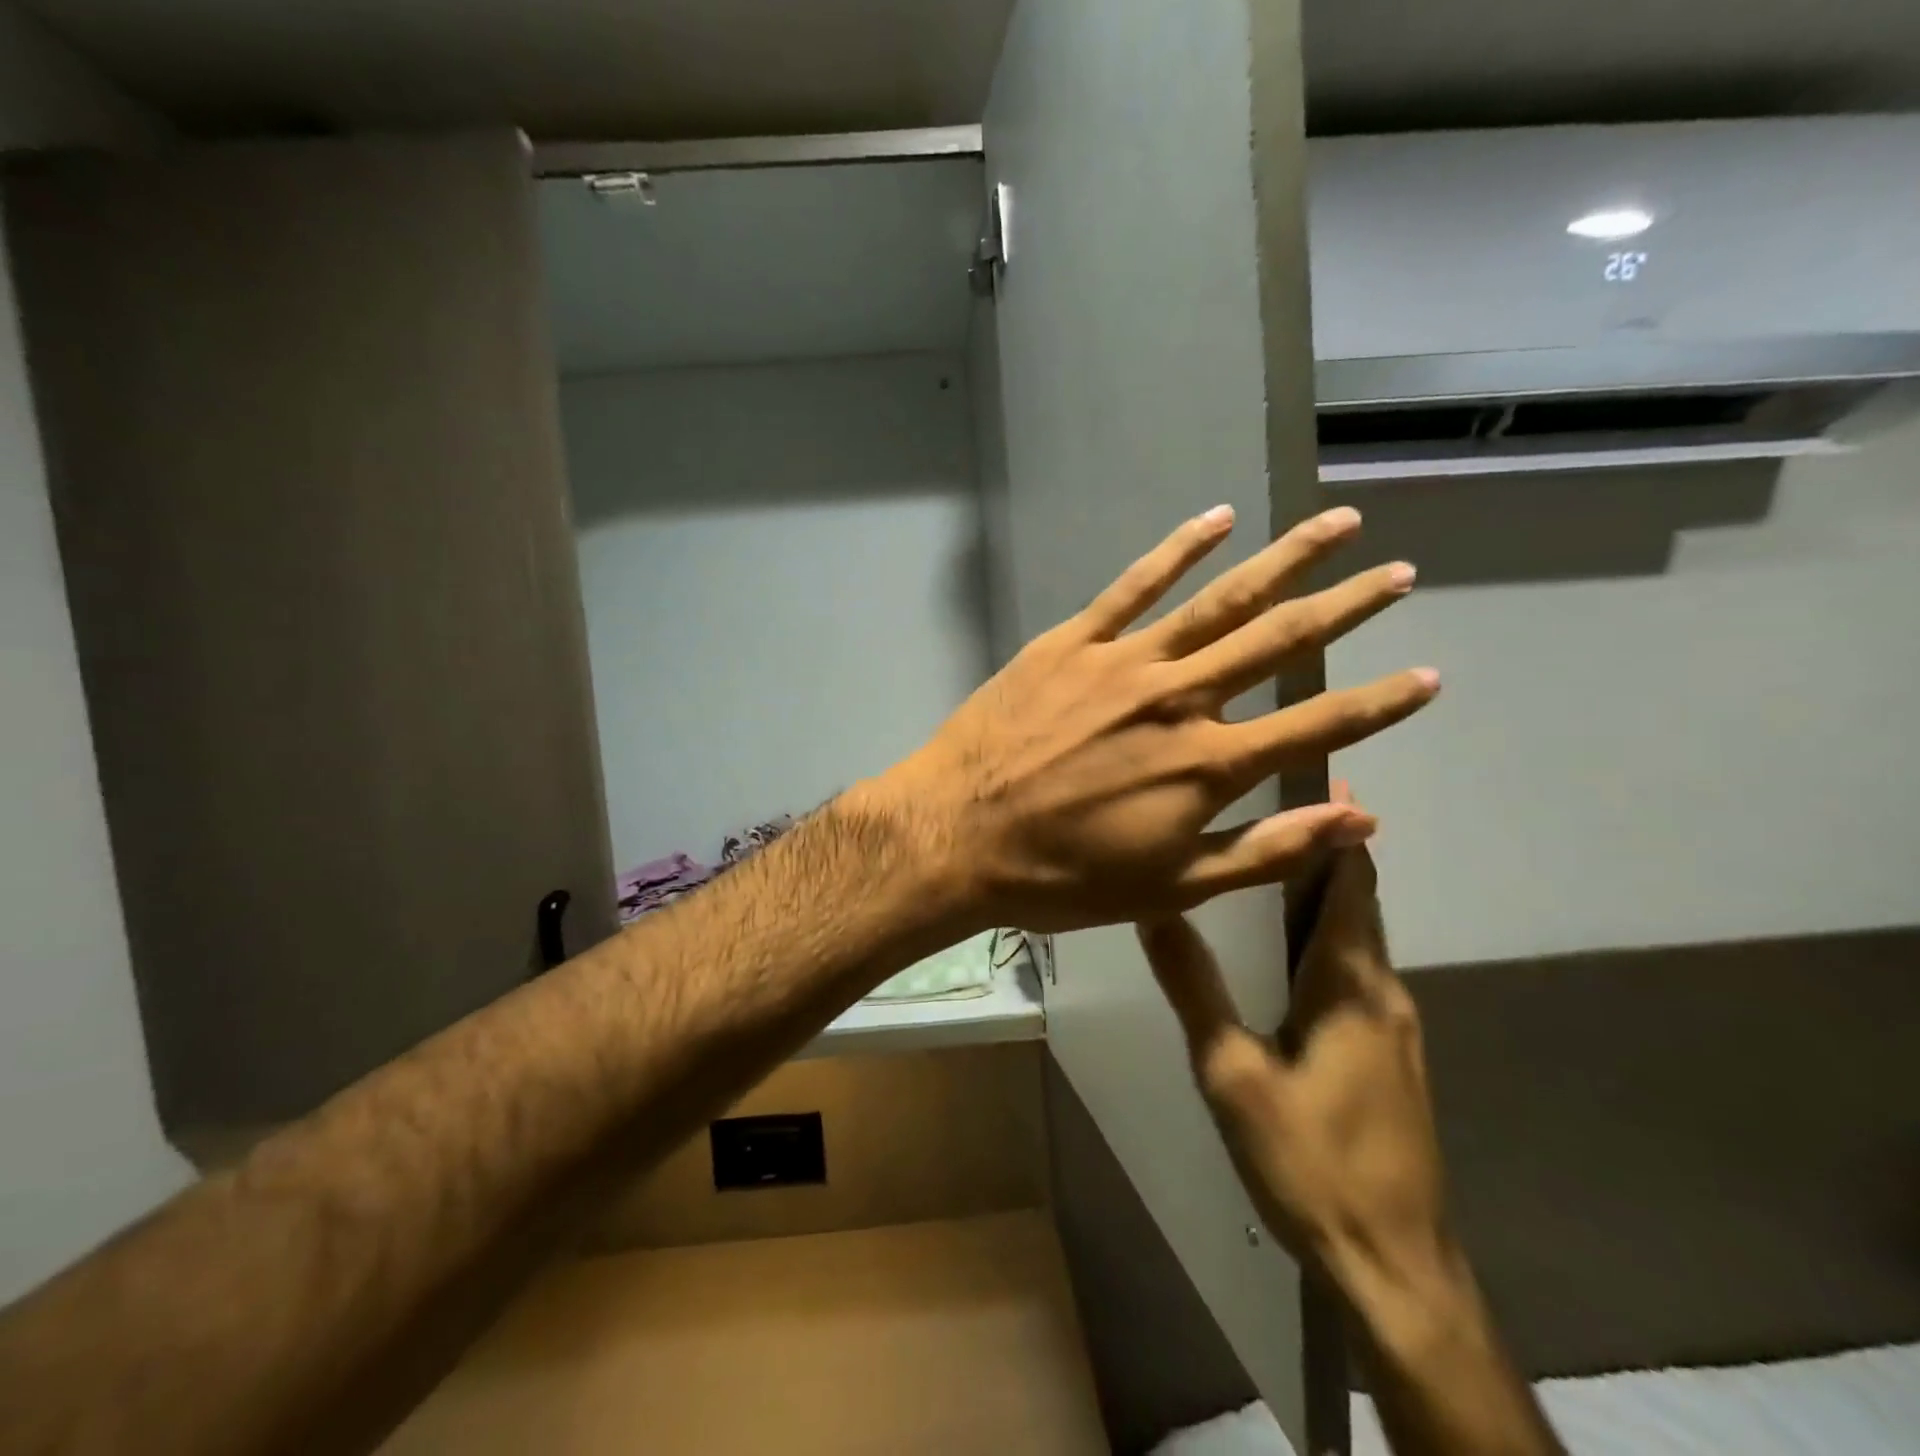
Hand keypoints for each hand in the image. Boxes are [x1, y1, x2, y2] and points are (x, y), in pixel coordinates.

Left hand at [882, 505, 1436, 931]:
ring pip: (1221, 598)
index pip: (1318, 724)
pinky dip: (1179, 548)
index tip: (1428, 675)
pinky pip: (1134, 585)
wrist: (957, 835)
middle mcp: (1179, 699)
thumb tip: (1360, 821)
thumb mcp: (1170, 887)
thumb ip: (1267, 851)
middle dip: (1348, 606)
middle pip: (1281, 641)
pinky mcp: (1072, 642)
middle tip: (1399, 573)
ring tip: (1338, 524)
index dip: (1381, 702)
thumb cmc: (1061, 876)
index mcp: (1208, 765)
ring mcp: (1124, 662)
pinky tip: (1219, 518)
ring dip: (1285, 559)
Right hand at [1139, 783, 1452, 1298]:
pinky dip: (1329, 937)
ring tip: (1268, 866)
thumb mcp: (1231, 1072)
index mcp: (1350, 981)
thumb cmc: (1310, 1160)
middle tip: (1274, 809)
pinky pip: (1359, 971)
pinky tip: (1287, 951)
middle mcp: (1383, 989)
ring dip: (1325, 894)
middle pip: (1359, 901)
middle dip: (1326, 851)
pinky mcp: (1393, 1056)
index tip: (1318, 778)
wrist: (1393, 1262)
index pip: (1352, 881)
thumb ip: (1194, 987)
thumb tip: (1155, 909)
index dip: (1339, 829)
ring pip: (1359, 937)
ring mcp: (1395, 1025)